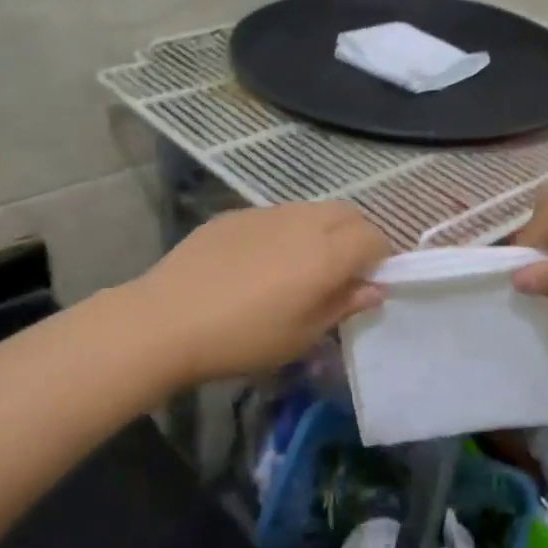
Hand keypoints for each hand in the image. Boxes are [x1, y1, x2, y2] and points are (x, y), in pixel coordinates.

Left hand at [132, 202, 390, 384]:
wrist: (166, 320)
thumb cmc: (244, 338)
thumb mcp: (302, 335)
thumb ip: (343, 305)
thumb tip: (374, 289)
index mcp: (327, 252)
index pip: (374, 238)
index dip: (380, 258)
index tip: (368, 283)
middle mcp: (303, 222)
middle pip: (348, 213)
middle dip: (356, 236)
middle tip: (342, 272)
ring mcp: (267, 213)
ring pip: (312, 210)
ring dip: (322, 230)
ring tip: (301, 266)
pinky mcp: (236, 214)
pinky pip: (277, 215)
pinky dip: (287, 231)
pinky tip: (260, 262)